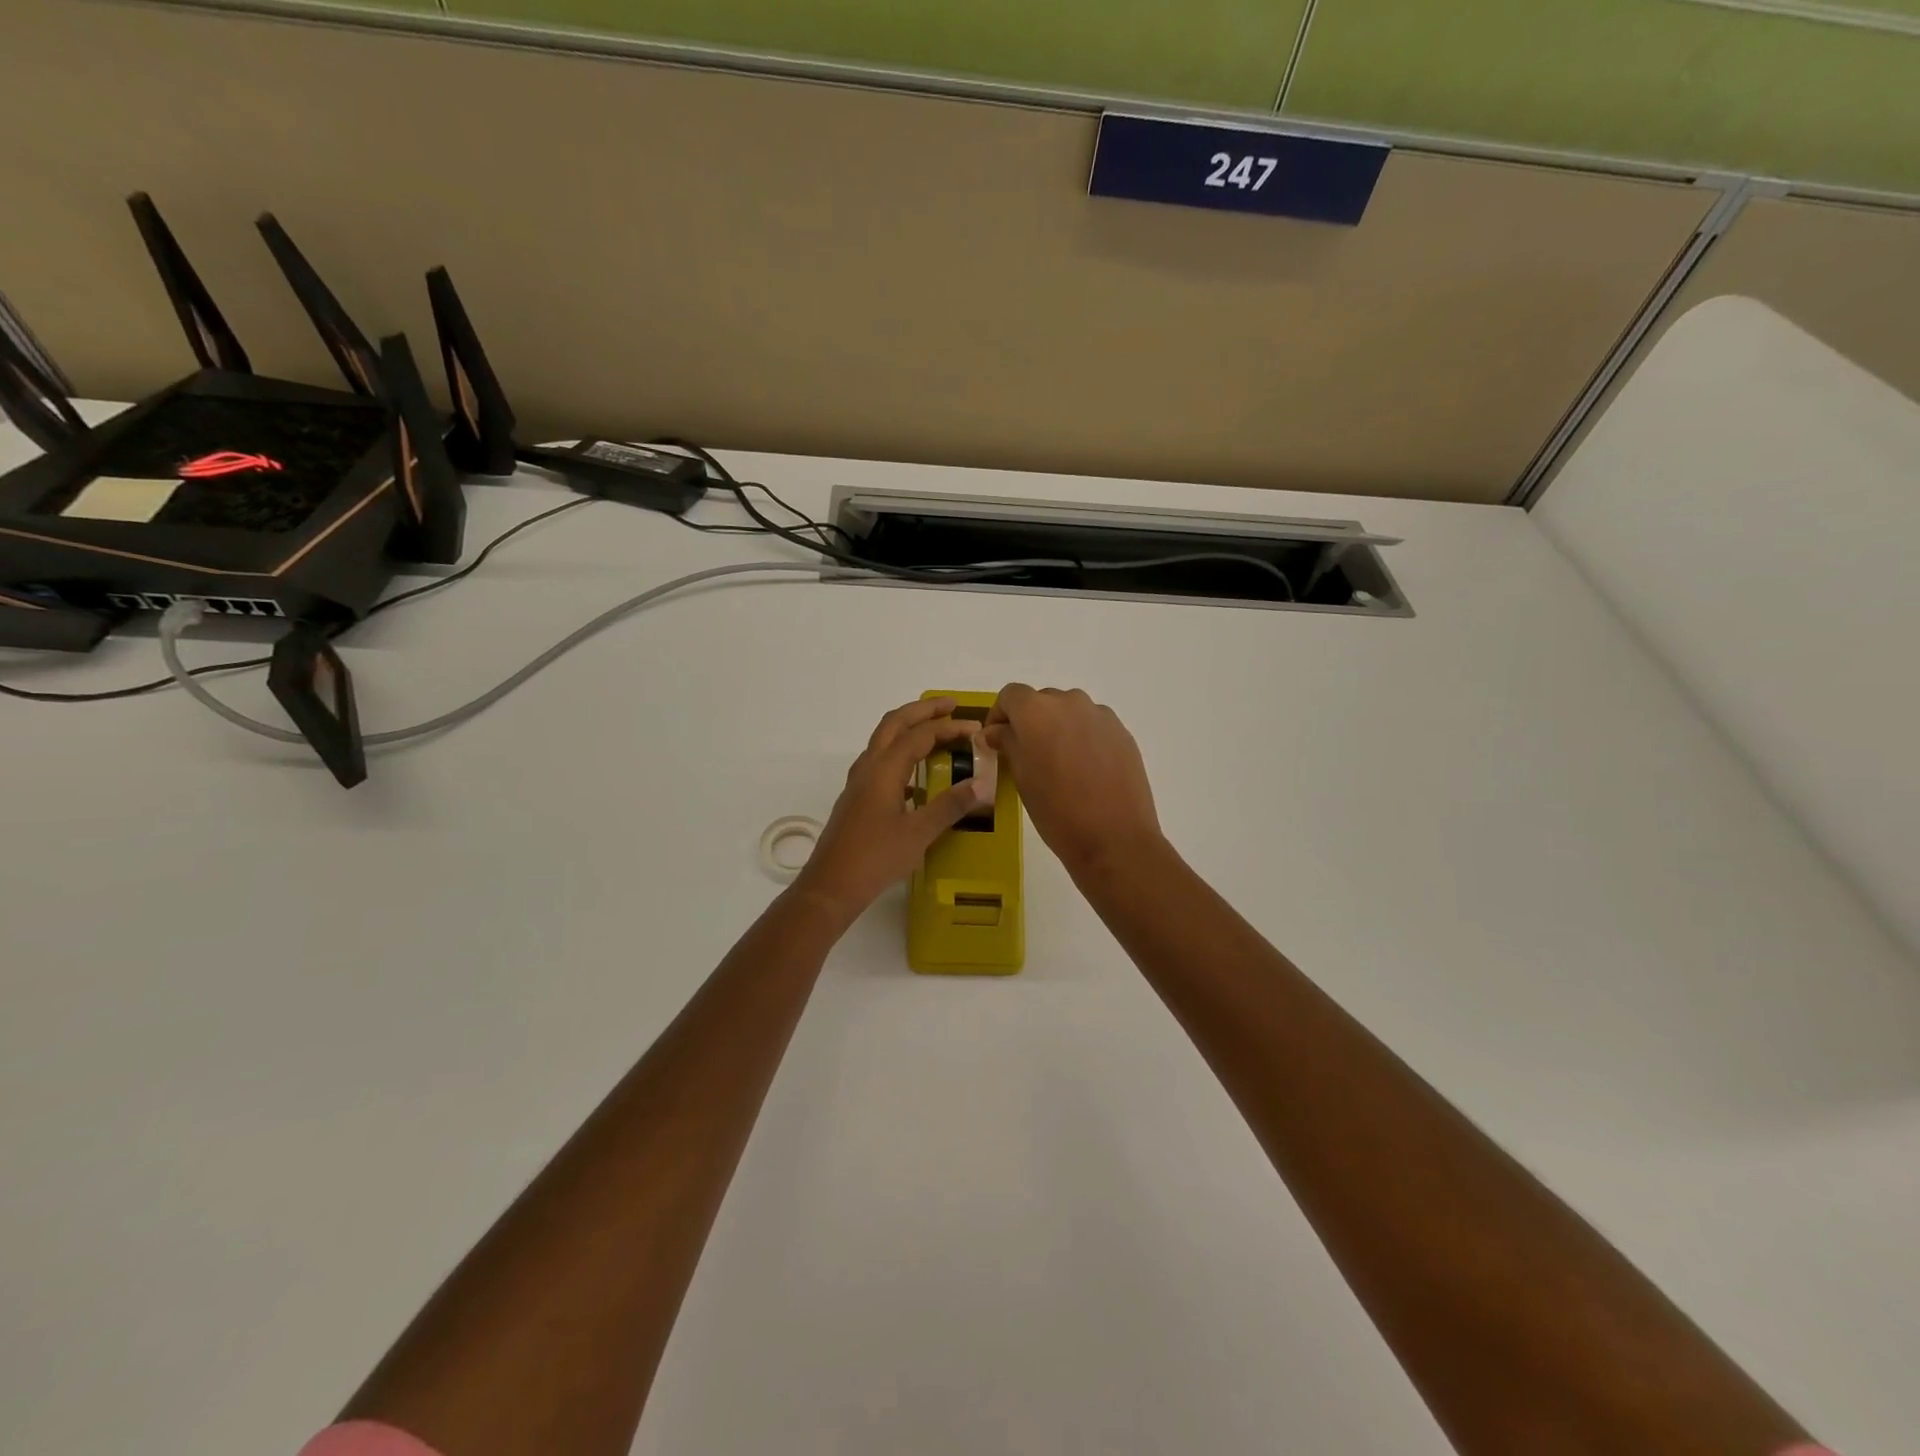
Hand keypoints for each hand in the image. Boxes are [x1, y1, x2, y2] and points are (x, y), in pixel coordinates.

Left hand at [793, 697, 988, 924]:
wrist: (830, 886)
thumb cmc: (875, 858)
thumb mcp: (919, 833)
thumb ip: (950, 806)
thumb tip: (982, 784)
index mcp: (884, 770)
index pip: (920, 735)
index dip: (949, 728)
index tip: (976, 730)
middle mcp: (868, 767)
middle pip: (894, 723)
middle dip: (923, 711)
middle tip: (951, 705)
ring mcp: (858, 782)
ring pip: (883, 740)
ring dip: (908, 728)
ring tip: (935, 731)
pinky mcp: (856, 798)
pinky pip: (879, 761)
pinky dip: (900, 753)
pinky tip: (916, 776)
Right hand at [983, 684, 1163, 881]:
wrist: (1114, 838)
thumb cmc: (1056, 810)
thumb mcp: (1021, 777)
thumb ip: (1008, 743)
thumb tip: (997, 731)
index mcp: (1036, 711)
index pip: (1010, 695)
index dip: (999, 715)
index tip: (996, 740)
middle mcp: (1069, 702)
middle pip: (1041, 701)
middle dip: (1030, 722)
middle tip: (1027, 755)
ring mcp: (1100, 715)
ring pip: (1070, 712)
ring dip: (1058, 728)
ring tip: (1059, 763)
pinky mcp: (1122, 732)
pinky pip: (1093, 725)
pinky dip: (1083, 738)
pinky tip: (1085, 769)